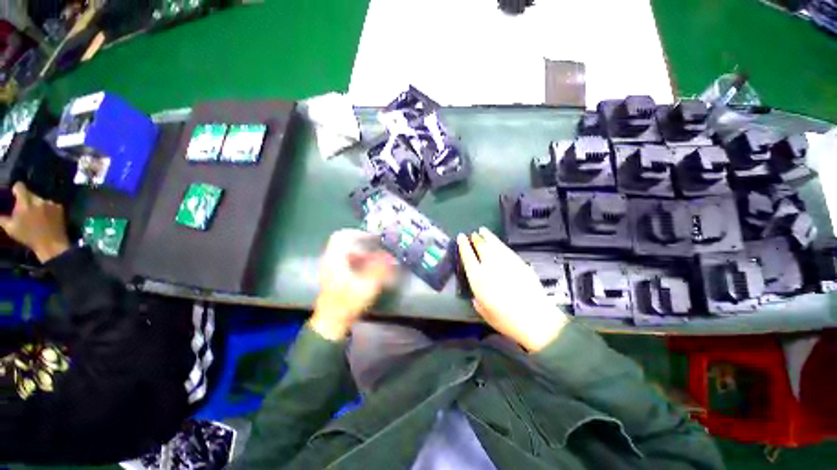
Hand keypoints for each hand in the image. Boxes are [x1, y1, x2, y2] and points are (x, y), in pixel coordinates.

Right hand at [0, 183, 69, 262]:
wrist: (51, 243)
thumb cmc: (28, 237)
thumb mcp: (10, 228)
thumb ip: (2, 218)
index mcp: (24, 202)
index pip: (20, 186)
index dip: (16, 189)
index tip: (15, 194)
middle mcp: (38, 199)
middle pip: (30, 194)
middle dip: (26, 200)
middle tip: (24, 209)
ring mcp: (50, 203)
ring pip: (40, 200)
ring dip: (37, 205)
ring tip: (36, 215)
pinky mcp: (60, 208)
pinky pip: (51, 205)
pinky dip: (47, 209)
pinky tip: (46, 217)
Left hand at [311, 229, 396, 340]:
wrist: (332, 322)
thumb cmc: (347, 303)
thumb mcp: (367, 285)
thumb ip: (380, 269)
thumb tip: (392, 257)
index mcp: (334, 259)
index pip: (342, 236)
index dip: (358, 233)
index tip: (373, 237)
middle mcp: (330, 260)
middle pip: (345, 243)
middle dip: (362, 243)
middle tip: (377, 247)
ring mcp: (330, 268)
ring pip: (346, 252)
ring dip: (361, 252)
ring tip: (376, 258)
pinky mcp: (333, 275)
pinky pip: (346, 260)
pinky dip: (357, 260)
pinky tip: (368, 268)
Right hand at [458, 227, 568, 351]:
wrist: (536, 318)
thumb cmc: (506, 320)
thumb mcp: (485, 313)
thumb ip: (478, 302)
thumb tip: (476, 297)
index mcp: (478, 278)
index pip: (468, 257)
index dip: (463, 245)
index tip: (461, 237)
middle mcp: (490, 266)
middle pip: (481, 247)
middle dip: (476, 239)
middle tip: (473, 234)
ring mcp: (506, 262)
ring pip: (494, 244)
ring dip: (487, 236)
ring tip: (483, 230)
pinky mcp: (519, 262)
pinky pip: (506, 249)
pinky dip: (500, 243)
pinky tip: (498, 242)